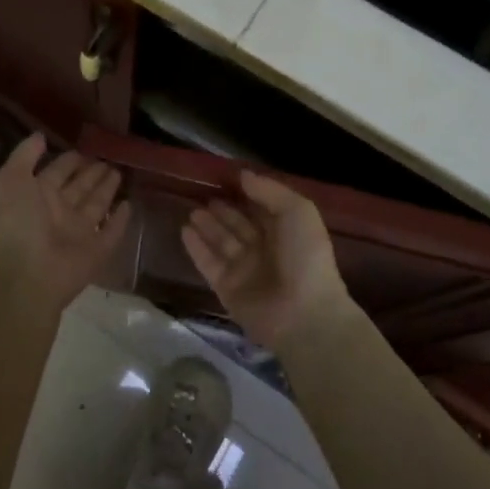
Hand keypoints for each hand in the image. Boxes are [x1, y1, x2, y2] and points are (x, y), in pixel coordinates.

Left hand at [0, 135, 131, 310]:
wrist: (27, 274)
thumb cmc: (19, 222)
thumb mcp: (13, 179)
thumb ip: (25, 155)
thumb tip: (41, 135)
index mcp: (39, 197)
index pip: (58, 173)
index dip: (71, 160)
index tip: (87, 146)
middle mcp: (59, 213)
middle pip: (80, 188)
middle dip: (93, 173)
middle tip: (111, 157)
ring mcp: (79, 234)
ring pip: (96, 206)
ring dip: (107, 190)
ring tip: (120, 171)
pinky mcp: (97, 252)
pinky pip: (112, 233)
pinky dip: (121, 220)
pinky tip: (129, 205)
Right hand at [182, 171, 352, 349]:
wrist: (303, 313)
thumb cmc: (304, 256)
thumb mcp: (297, 211)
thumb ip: (269, 190)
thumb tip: (242, 175)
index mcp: (286, 232)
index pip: (261, 208)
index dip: (246, 194)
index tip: (225, 178)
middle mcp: (265, 250)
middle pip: (239, 225)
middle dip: (223, 211)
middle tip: (202, 195)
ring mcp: (245, 271)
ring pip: (222, 243)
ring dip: (207, 226)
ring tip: (192, 210)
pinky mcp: (227, 289)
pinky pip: (209, 264)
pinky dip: (197, 248)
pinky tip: (185, 230)